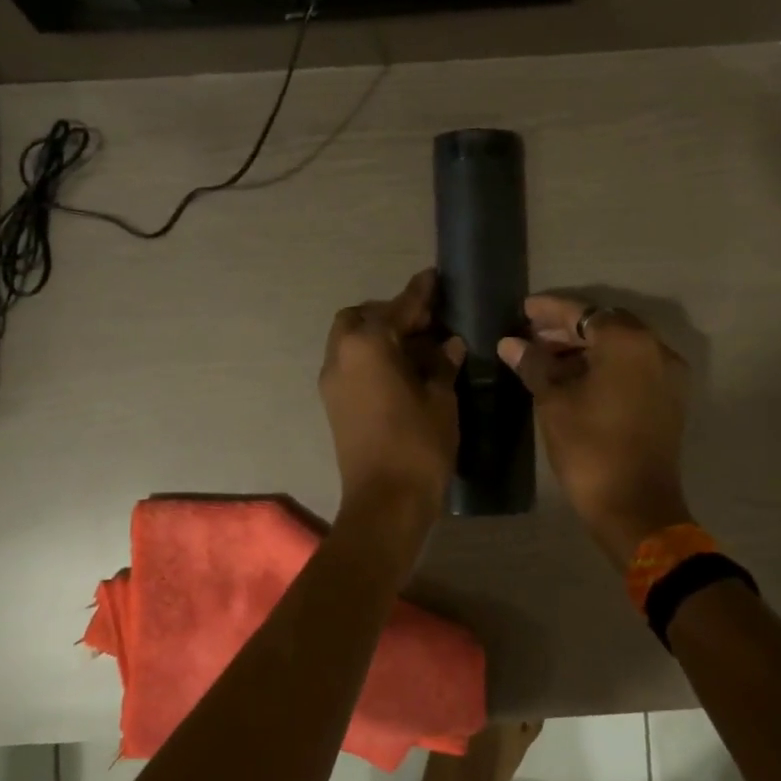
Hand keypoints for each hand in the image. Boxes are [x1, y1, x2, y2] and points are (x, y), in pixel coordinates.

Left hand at [320, 269, 464, 520]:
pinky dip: (371, 358)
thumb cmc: (418, 445)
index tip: (434, 278)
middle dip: (390, 314)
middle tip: (425, 324)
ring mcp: (332, 382)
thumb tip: (447, 345)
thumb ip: (441, 365)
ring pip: (351, 342)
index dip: (419, 294)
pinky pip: (350, 365)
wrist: (384, 502)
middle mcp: (340, 356)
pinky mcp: (333, 405)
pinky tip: (402, 372)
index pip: (397, 309)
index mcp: (366, 346)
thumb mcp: (440, 399)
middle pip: (360, 319)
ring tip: (417, 349)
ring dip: (378, 337)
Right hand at [500, 294, 691, 565]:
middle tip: (532, 335)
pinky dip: (605, 365)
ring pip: (621, 347)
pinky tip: (574, 377)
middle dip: (568, 328)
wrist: (634, 505)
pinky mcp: (669, 398)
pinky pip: (633, 367)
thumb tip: (511, 344)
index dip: (550, 311)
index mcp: (628, 343)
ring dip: (586, 348)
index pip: (584, 312)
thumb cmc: (589, 448)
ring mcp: (667, 375)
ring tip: (547, 357)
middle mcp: (655, 349)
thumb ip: (534, 364)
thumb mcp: (554, 402)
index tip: (524, 309)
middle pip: (606, 325)